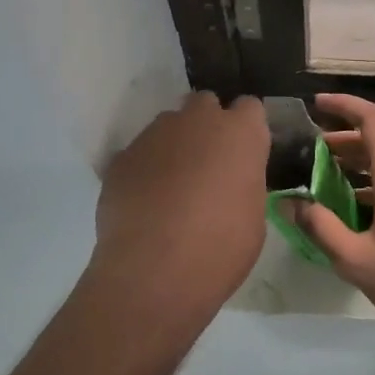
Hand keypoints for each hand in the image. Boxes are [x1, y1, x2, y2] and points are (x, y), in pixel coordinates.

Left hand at [90, 92, 270, 321]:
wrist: (155, 270)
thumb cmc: (221, 247)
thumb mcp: (253, 216)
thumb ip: (243, 182)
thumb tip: (231, 180)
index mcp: (240, 133)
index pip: (249, 107)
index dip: (246, 129)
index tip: (243, 154)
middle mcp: (197, 121)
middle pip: (204, 105)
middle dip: (206, 126)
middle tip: (208, 166)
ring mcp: (154, 135)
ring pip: (168, 127)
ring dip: (173, 147)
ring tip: (171, 189)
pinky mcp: (121, 157)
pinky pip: (138, 154)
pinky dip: (144, 170)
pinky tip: (144, 204)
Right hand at [285, 94, 374, 343]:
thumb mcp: (354, 259)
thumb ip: (319, 226)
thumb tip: (290, 203)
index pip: (372, 119)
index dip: (344, 105)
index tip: (317, 105)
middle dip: (344, 141)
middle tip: (312, 152)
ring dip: (361, 165)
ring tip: (330, 181)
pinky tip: (362, 210)